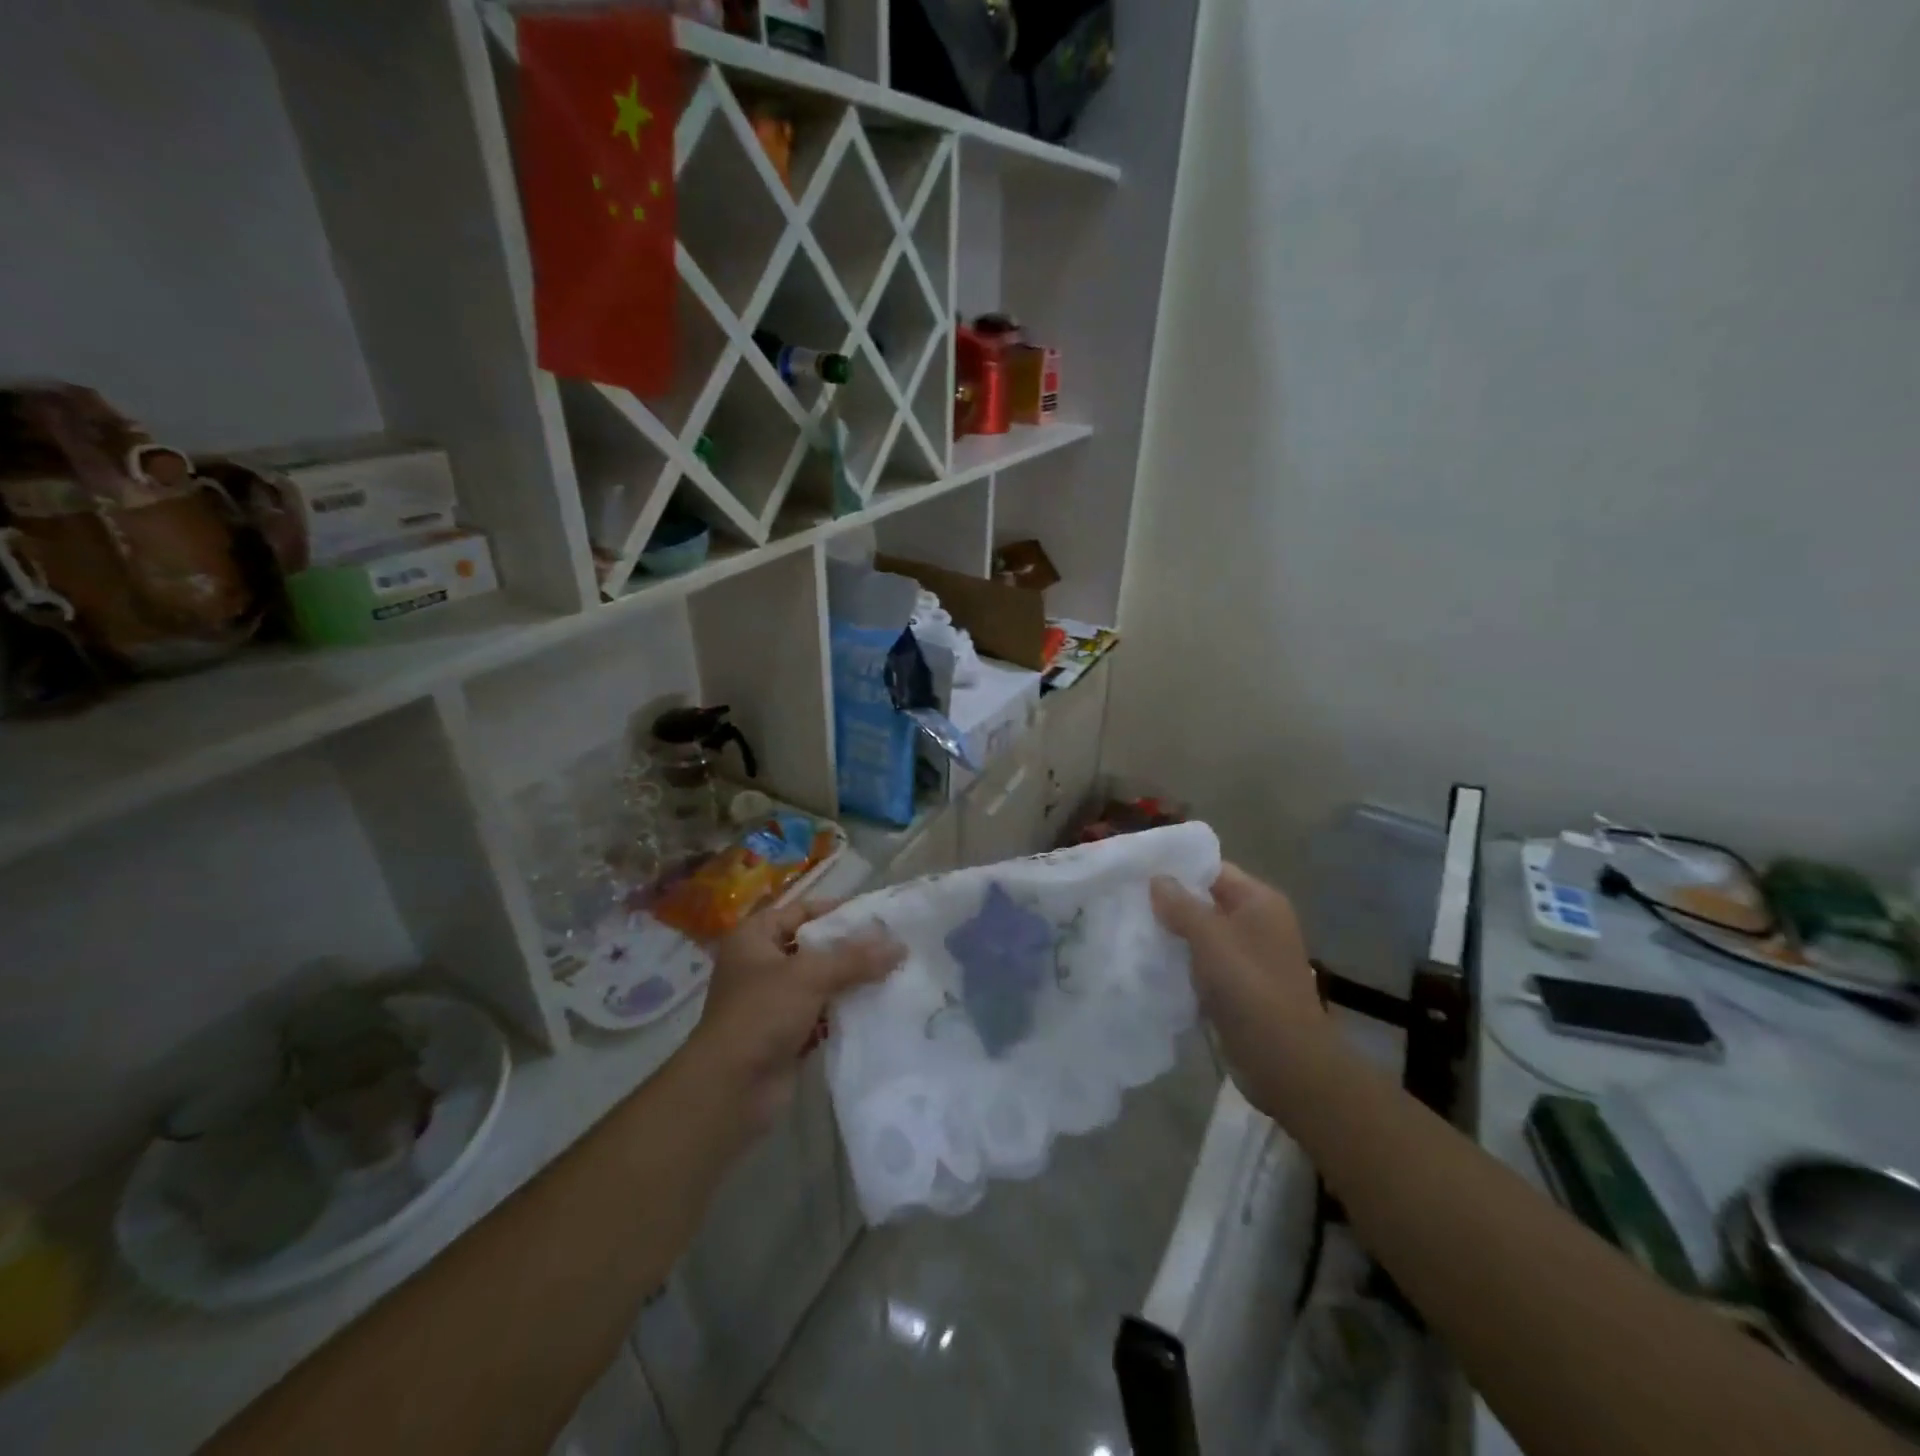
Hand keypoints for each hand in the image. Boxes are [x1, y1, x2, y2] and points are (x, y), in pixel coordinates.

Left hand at [689, 900, 901, 1132]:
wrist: (730, 1089)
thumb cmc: (762, 1014)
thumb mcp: (810, 976)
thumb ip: (855, 958)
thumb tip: (900, 945)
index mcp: (754, 938)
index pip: (800, 911)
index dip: (835, 911)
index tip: (875, 916)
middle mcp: (761, 965)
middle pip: (813, 947)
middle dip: (850, 948)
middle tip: (891, 946)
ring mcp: (773, 1002)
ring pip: (820, 982)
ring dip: (851, 981)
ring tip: (893, 974)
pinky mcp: (786, 1034)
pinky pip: (822, 1013)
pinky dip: (844, 1011)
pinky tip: (878, 1007)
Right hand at [1152, 864, 1329, 1122]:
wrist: (1285, 1062)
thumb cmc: (1250, 988)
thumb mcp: (1210, 938)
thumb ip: (1181, 905)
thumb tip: (1157, 879)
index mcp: (1259, 901)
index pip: (1213, 870)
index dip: (1177, 869)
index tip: (1136, 871)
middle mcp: (1257, 923)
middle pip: (1205, 901)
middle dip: (1169, 903)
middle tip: (1126, 901)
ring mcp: (1248, 957)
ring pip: (1201, 935)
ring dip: (1172, 935)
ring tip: (1130, 930)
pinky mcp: (1238, 988)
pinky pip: (1203, 964)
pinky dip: (1181, 962)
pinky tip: (1149, 964)